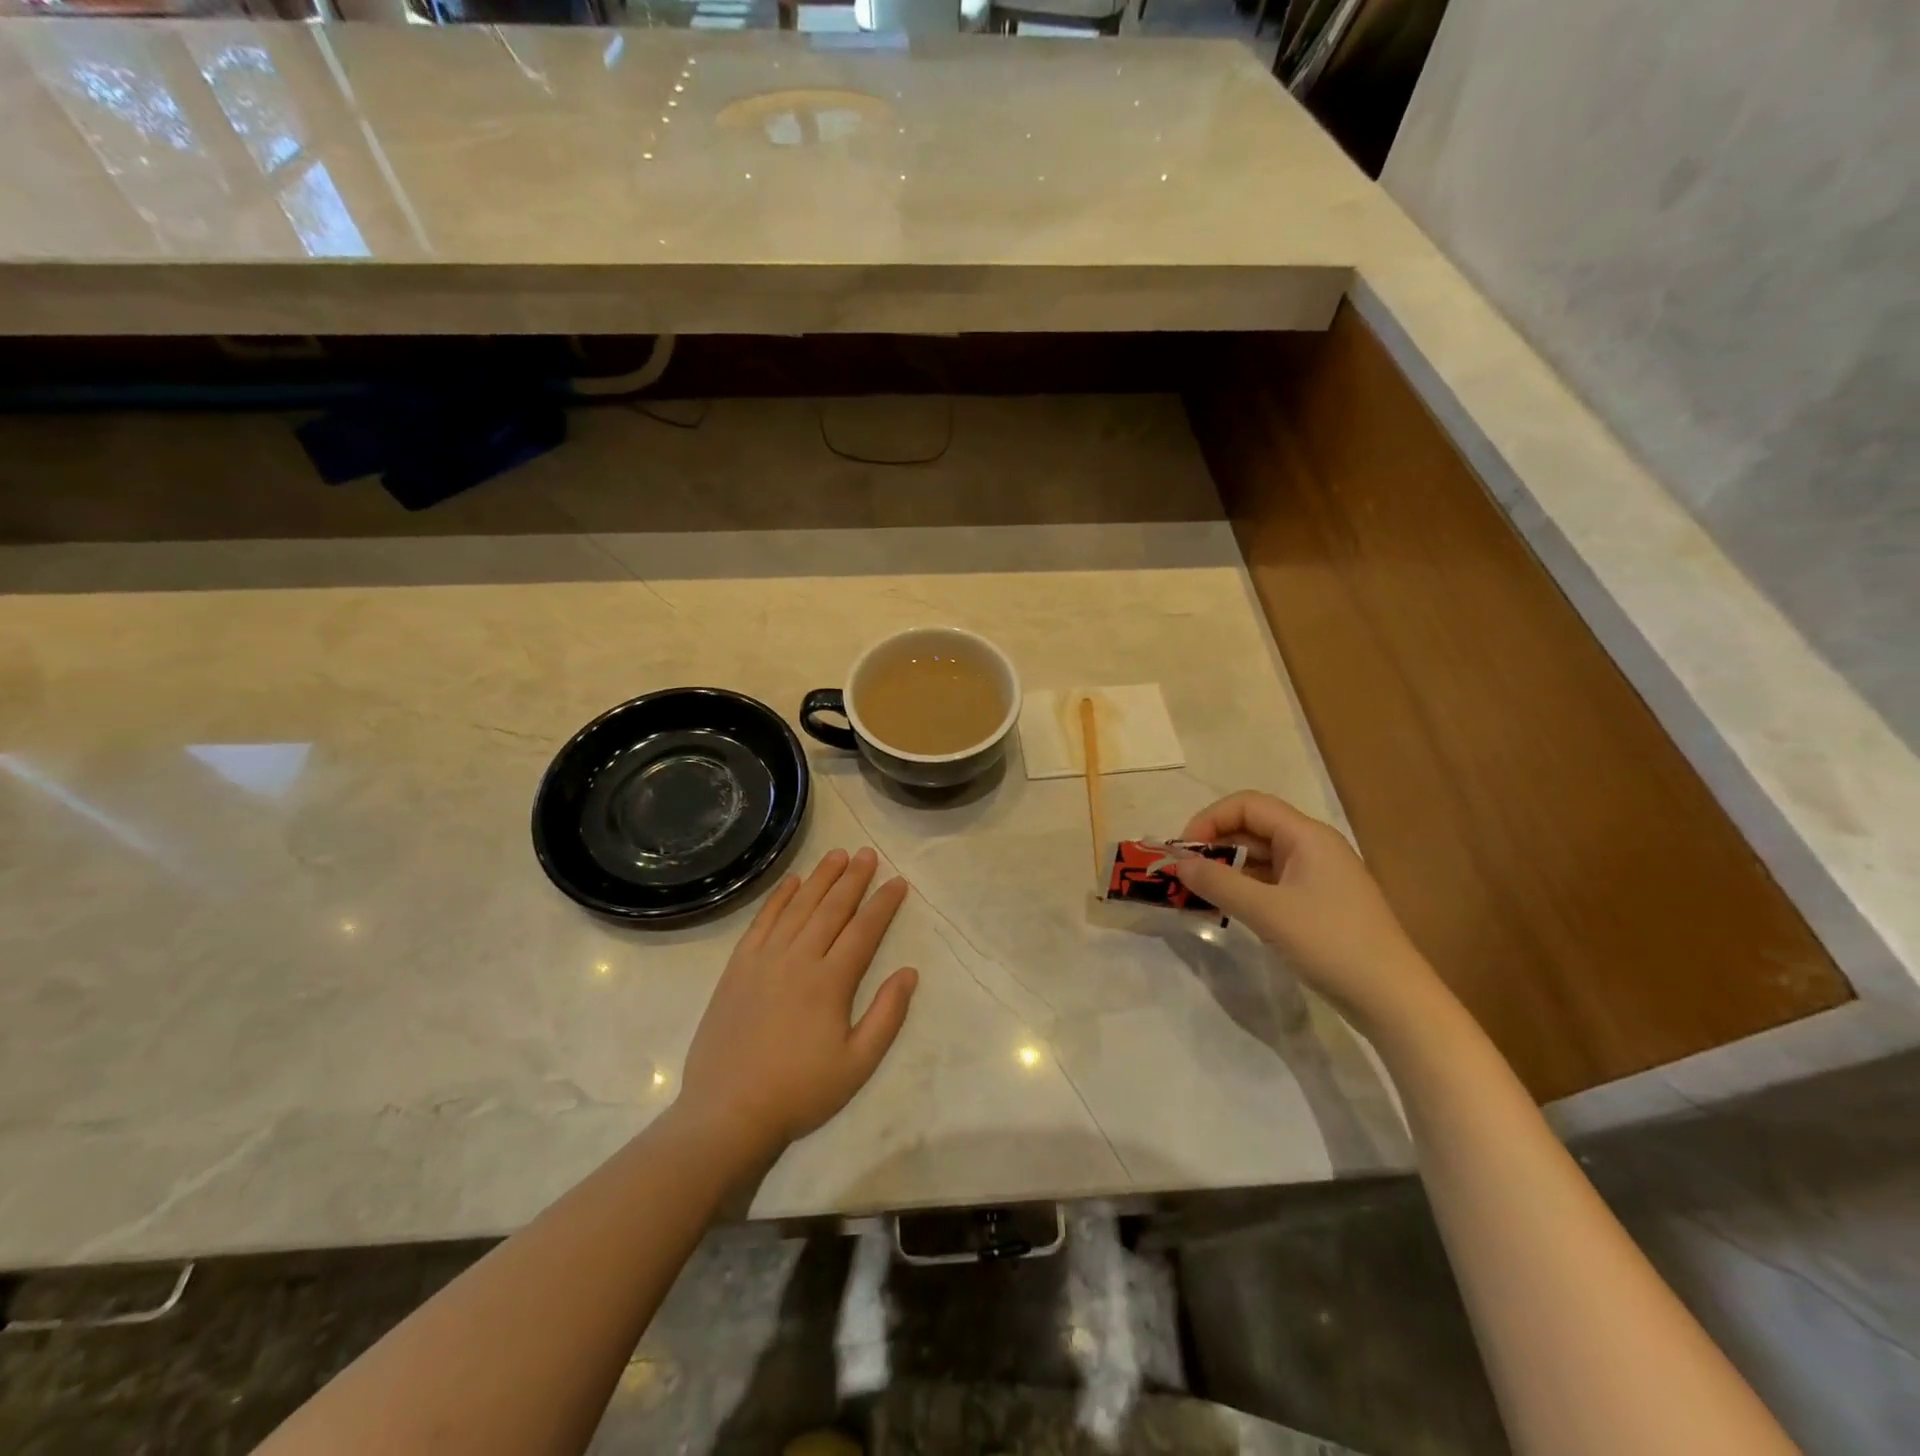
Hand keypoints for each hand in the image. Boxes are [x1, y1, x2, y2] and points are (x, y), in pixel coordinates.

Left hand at [679, 848, 917, 1153]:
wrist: (728, 1112)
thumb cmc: (800, 1092)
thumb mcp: (857, 1065)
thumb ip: (887, 1016)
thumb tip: (909, 972)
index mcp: (830, 982)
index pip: (863, 930)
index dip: (883, 903)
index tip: (898, 881)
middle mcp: (798, 959)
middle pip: (831, 908)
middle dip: (853, 878)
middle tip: (868, 853)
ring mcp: (764, 960)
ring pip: (798, 907)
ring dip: (820, 878)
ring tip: (838, 854)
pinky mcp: (738, 967)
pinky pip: (762, 921)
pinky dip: (779, 898)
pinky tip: (792, 881)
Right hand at [1173, 791, 1443, 1030]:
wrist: (1393, 999)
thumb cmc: (1331, 944)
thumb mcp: (1267, 912)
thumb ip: (1219, 883)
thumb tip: (1179, 863)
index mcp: (1307, 836)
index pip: (1248, 805)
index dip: (1210, 820)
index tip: (1183, 851)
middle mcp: (1314, 847)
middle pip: (1253, 828)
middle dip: (1213, 844)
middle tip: (1183, 873)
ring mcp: (1319, 876)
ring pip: (1261, 857)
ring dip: (1226, 868)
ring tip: (1197, 892)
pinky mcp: (1319, 903)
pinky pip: (1272, 882)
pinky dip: (1245, 889)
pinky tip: (1227, 909)